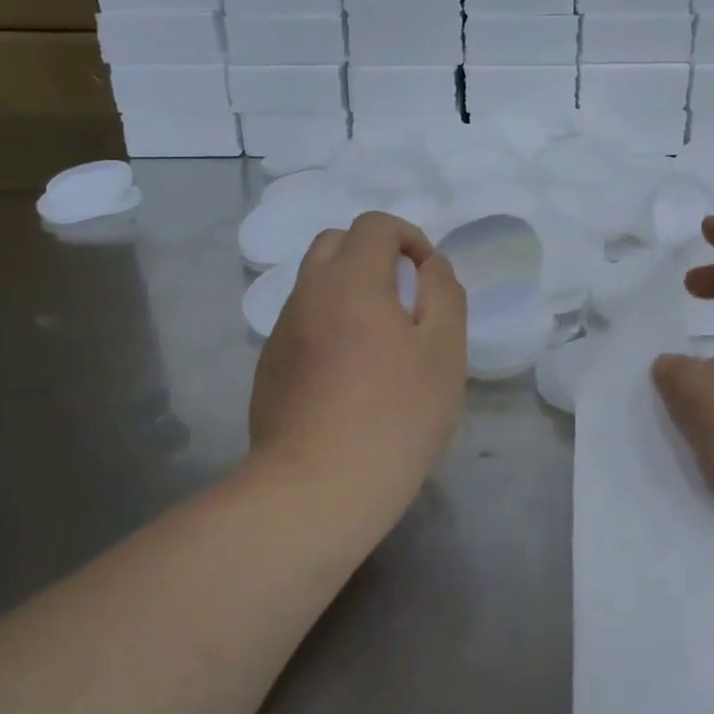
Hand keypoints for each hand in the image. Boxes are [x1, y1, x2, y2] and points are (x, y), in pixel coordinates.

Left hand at [250, 213, 467, 511]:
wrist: (318, 488)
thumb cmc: (395, 415)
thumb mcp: (444, 351)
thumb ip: (444, 294)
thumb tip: (431, 265)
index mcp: (351, 281)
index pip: (374, 225)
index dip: (409, 237)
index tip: (427, 277)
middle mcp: (308, 294)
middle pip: (335, 243)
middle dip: (372, 254)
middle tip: (402, 298)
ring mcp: (281, 332)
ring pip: (314, 284)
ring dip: (348, 289)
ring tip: (378, 341)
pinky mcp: (268, 367)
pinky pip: (302, 323)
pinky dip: (328, 324)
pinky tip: (347, 376)